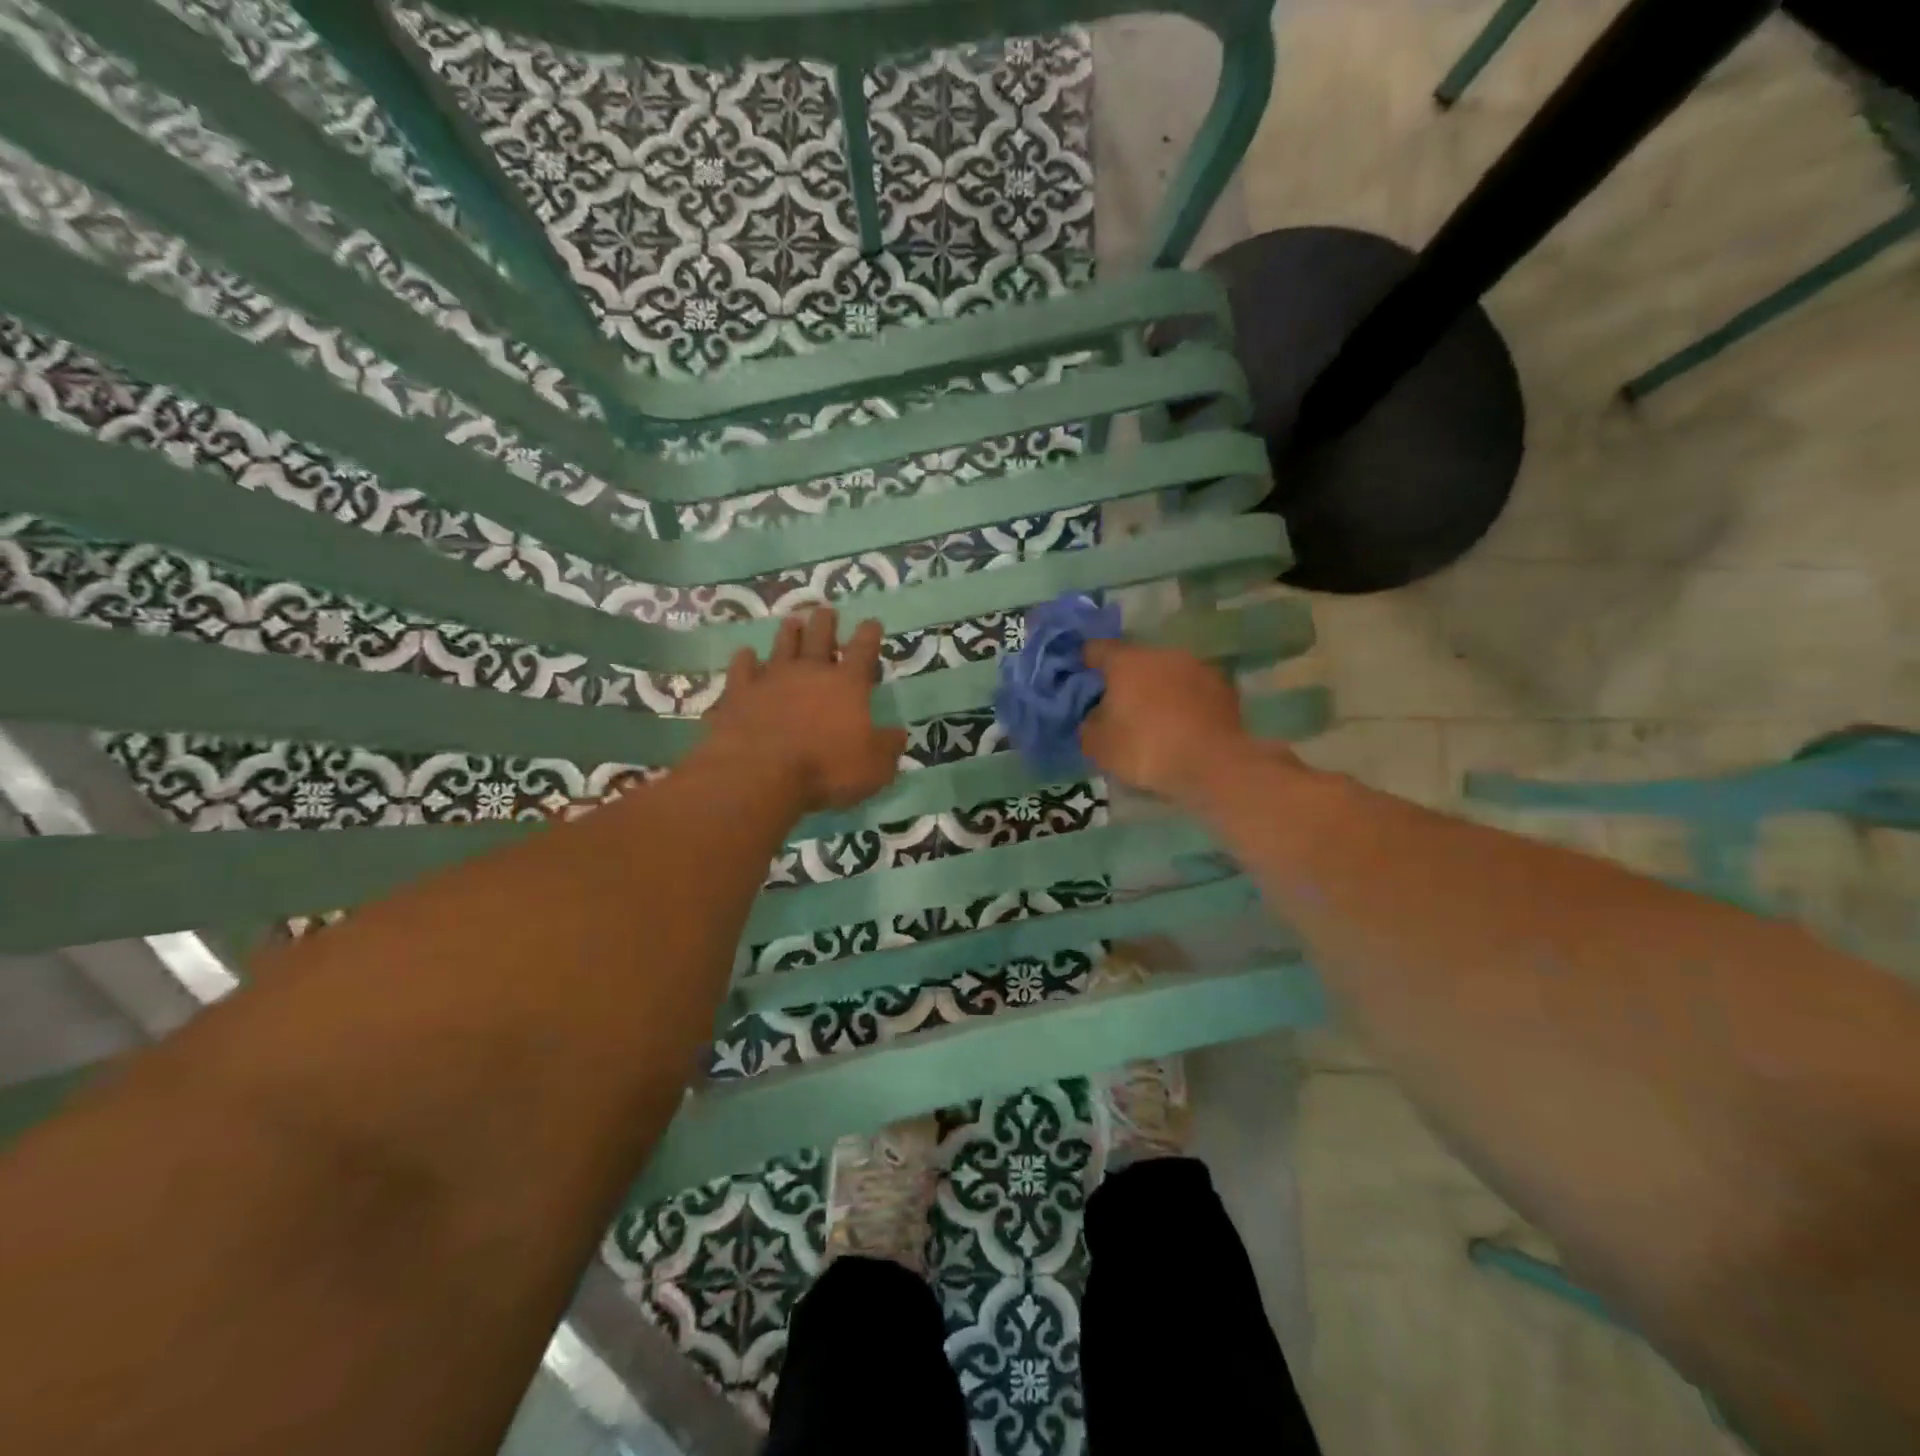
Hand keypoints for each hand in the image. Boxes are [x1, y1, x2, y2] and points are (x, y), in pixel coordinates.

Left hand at [701, 607, 907, 813]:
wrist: (760, 773)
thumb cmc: (826, 769)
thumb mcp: (874, 767)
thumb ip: (888, 747)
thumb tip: (899, 734)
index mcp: (847, 685)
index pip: (863, 651)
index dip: (869, 635)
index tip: (872, 622)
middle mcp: (809, 672)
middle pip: (819, 638)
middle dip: (825, 623)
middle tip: (826, 610)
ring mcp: (770, 679)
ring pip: (782, 646)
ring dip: (789, 633)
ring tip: (792, 621)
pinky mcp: (738, 693)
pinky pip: (742, 670)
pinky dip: (744, 661)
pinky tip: (745, 655)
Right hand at [1081, 641, 1277, 803]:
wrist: (1214, 765)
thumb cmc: (1147, 749)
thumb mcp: (1099, 746)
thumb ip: (1089, 724)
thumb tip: (1095, 715)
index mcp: (1126, 662)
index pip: (1095, 649)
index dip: (1084, 662)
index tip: (1080, 679)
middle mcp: (1162, 654)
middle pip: (1135, 662)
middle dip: (1126, 681)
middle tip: (1118, 709)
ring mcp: (1197, 667)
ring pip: (1167, 675)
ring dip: (1158, 691)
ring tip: (1155, 721)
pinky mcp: (1225, 688)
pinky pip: (1194, 692)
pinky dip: (1185, 704)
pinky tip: (1183, 728)